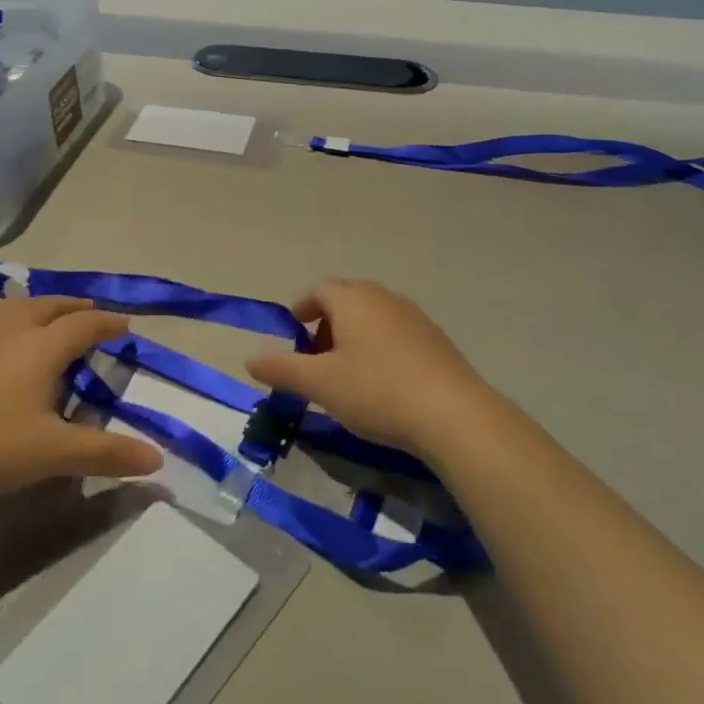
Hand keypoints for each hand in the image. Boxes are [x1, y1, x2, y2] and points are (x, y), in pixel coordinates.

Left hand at [0, 297, 162, 505]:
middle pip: (49, 305)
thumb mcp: (53, 454)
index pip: (84, 324)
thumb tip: (157, 460)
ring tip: (44, 316)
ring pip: (12, 307)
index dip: (108, 323)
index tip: (125, 327)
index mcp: (41, 346)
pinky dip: (2, 322)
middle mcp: (10, 329)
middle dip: (74, 307)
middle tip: (90, 315)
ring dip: (37, 307)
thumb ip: (106, 453)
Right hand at [246, 279, 493, 457]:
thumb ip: (283, 369)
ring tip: (346, 373)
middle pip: (347, 299)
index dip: (302, 307)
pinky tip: (381, 382)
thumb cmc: (377, 391)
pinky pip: (396, 332)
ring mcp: (414, 316)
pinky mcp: (435, 339)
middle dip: (326, 323)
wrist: (453, 414)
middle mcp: (383, 297)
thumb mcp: (321, 384)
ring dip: (353, 336)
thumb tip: (250, 358)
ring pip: (373, 316)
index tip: (293, 332)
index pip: (319, 289)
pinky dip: (379, 347)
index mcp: (353, 299)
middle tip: (315, 357)